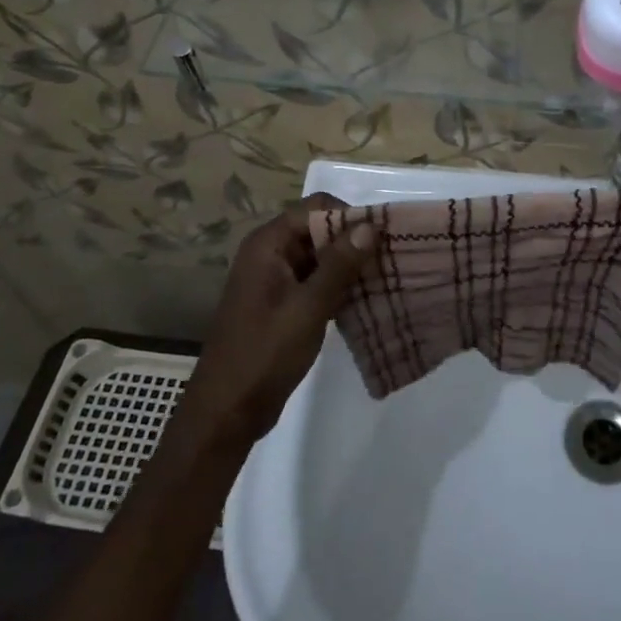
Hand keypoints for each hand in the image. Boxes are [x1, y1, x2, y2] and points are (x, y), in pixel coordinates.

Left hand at [170, 194, 374, 455]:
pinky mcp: (284, 303)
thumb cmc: (264, 355)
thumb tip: (371, 225)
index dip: (351, 217)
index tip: (384, 237)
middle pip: (320, 229)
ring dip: (351, 265)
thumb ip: (339, 265)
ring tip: (388, 277)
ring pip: (322, 256)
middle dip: (355, 241)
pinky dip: (341, 285)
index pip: (317, 208)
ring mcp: (276, 279)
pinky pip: (318, 280)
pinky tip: (369, 298)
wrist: (227, 412)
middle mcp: (270, 253)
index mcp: (268, 244)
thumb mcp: (307, 308)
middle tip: (393, 258)